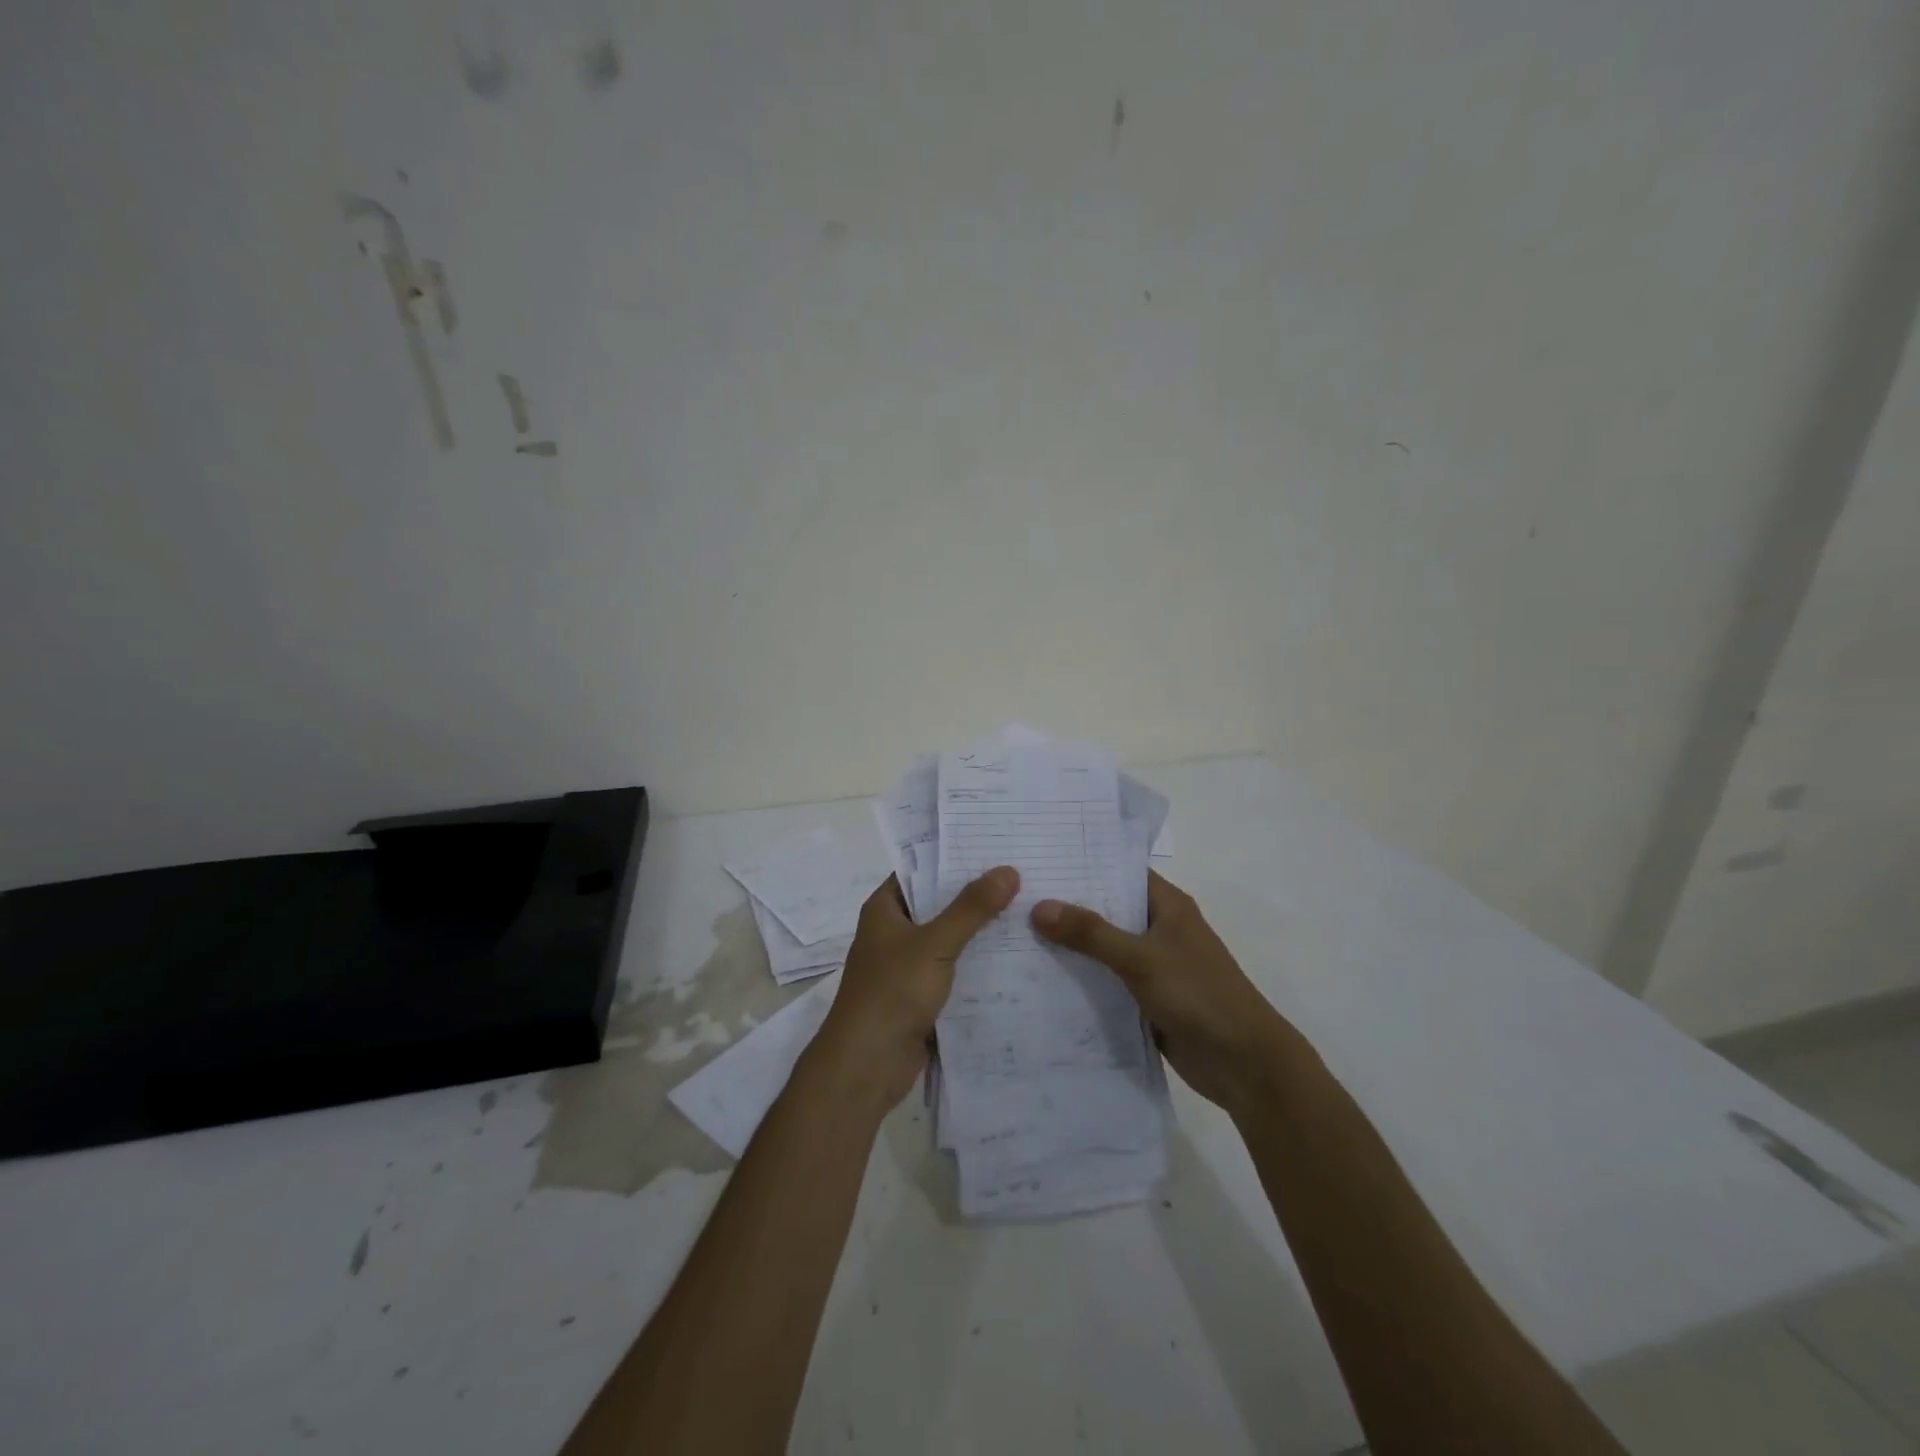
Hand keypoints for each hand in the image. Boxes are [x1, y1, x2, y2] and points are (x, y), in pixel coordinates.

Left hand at [808, 865, 1019, 1110]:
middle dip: (976, 894)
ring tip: (1028, 909)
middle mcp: (893, 932)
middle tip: (1023, 875)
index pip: (921, 870)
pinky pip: (954, 971)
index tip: (995, 846)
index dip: (954, 858)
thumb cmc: (892, 992)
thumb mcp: (935, 943)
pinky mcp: (921, 996)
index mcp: (884, 909)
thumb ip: (971, 908)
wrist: (867, 1065)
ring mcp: (906, 966)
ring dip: (980, 931)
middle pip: (939, 904)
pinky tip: (1015, 956)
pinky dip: (977, 965)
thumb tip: (1007, 870)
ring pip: (949, 939)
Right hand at [1031, 870, 1292, 1115]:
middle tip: (1015, 898)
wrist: (1244, 1063)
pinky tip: (1042, 979)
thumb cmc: (1199, 995)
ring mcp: (1154, 965)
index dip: (1083, 866)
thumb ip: (1091, 933)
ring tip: (1017, 935)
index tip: (1039, 861)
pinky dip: (1082, 980)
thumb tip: (1040, 907)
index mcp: (1168, 906)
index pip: (1120, 873)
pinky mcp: (1147, 999)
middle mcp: (1160, 929)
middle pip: (1108, 910)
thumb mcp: (1141, 958)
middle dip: (1068, 907)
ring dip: (1071, 947)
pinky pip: (1107, 982)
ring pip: (1104, 948)